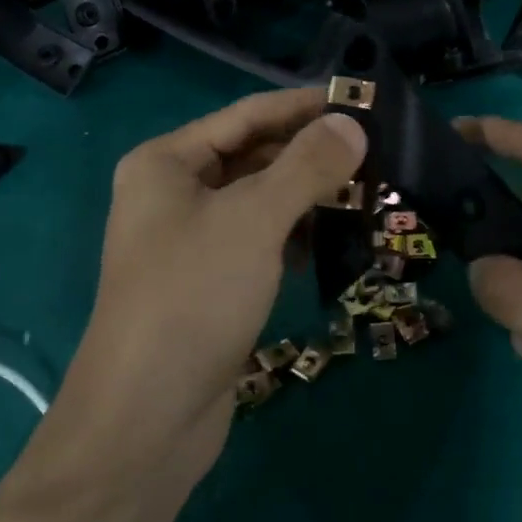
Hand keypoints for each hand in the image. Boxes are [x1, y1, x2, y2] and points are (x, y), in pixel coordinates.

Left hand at [19, 88, 366, 494]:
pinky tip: (330, 241)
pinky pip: (259, 238)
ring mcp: (190, 239)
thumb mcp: (254, 220)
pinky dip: (293, 234)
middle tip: (376, 151)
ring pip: (260, 199)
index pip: (248, 114)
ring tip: (366, 192)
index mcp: (166, 162)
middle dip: (311, 154)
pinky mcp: (209, 280)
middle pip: (254, 155)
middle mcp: (173, 192)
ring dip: (307, 195)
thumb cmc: (193, 297)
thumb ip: (307, 166)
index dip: (305, 105)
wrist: (145, 421)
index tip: (362, 100)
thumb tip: (353, 124)